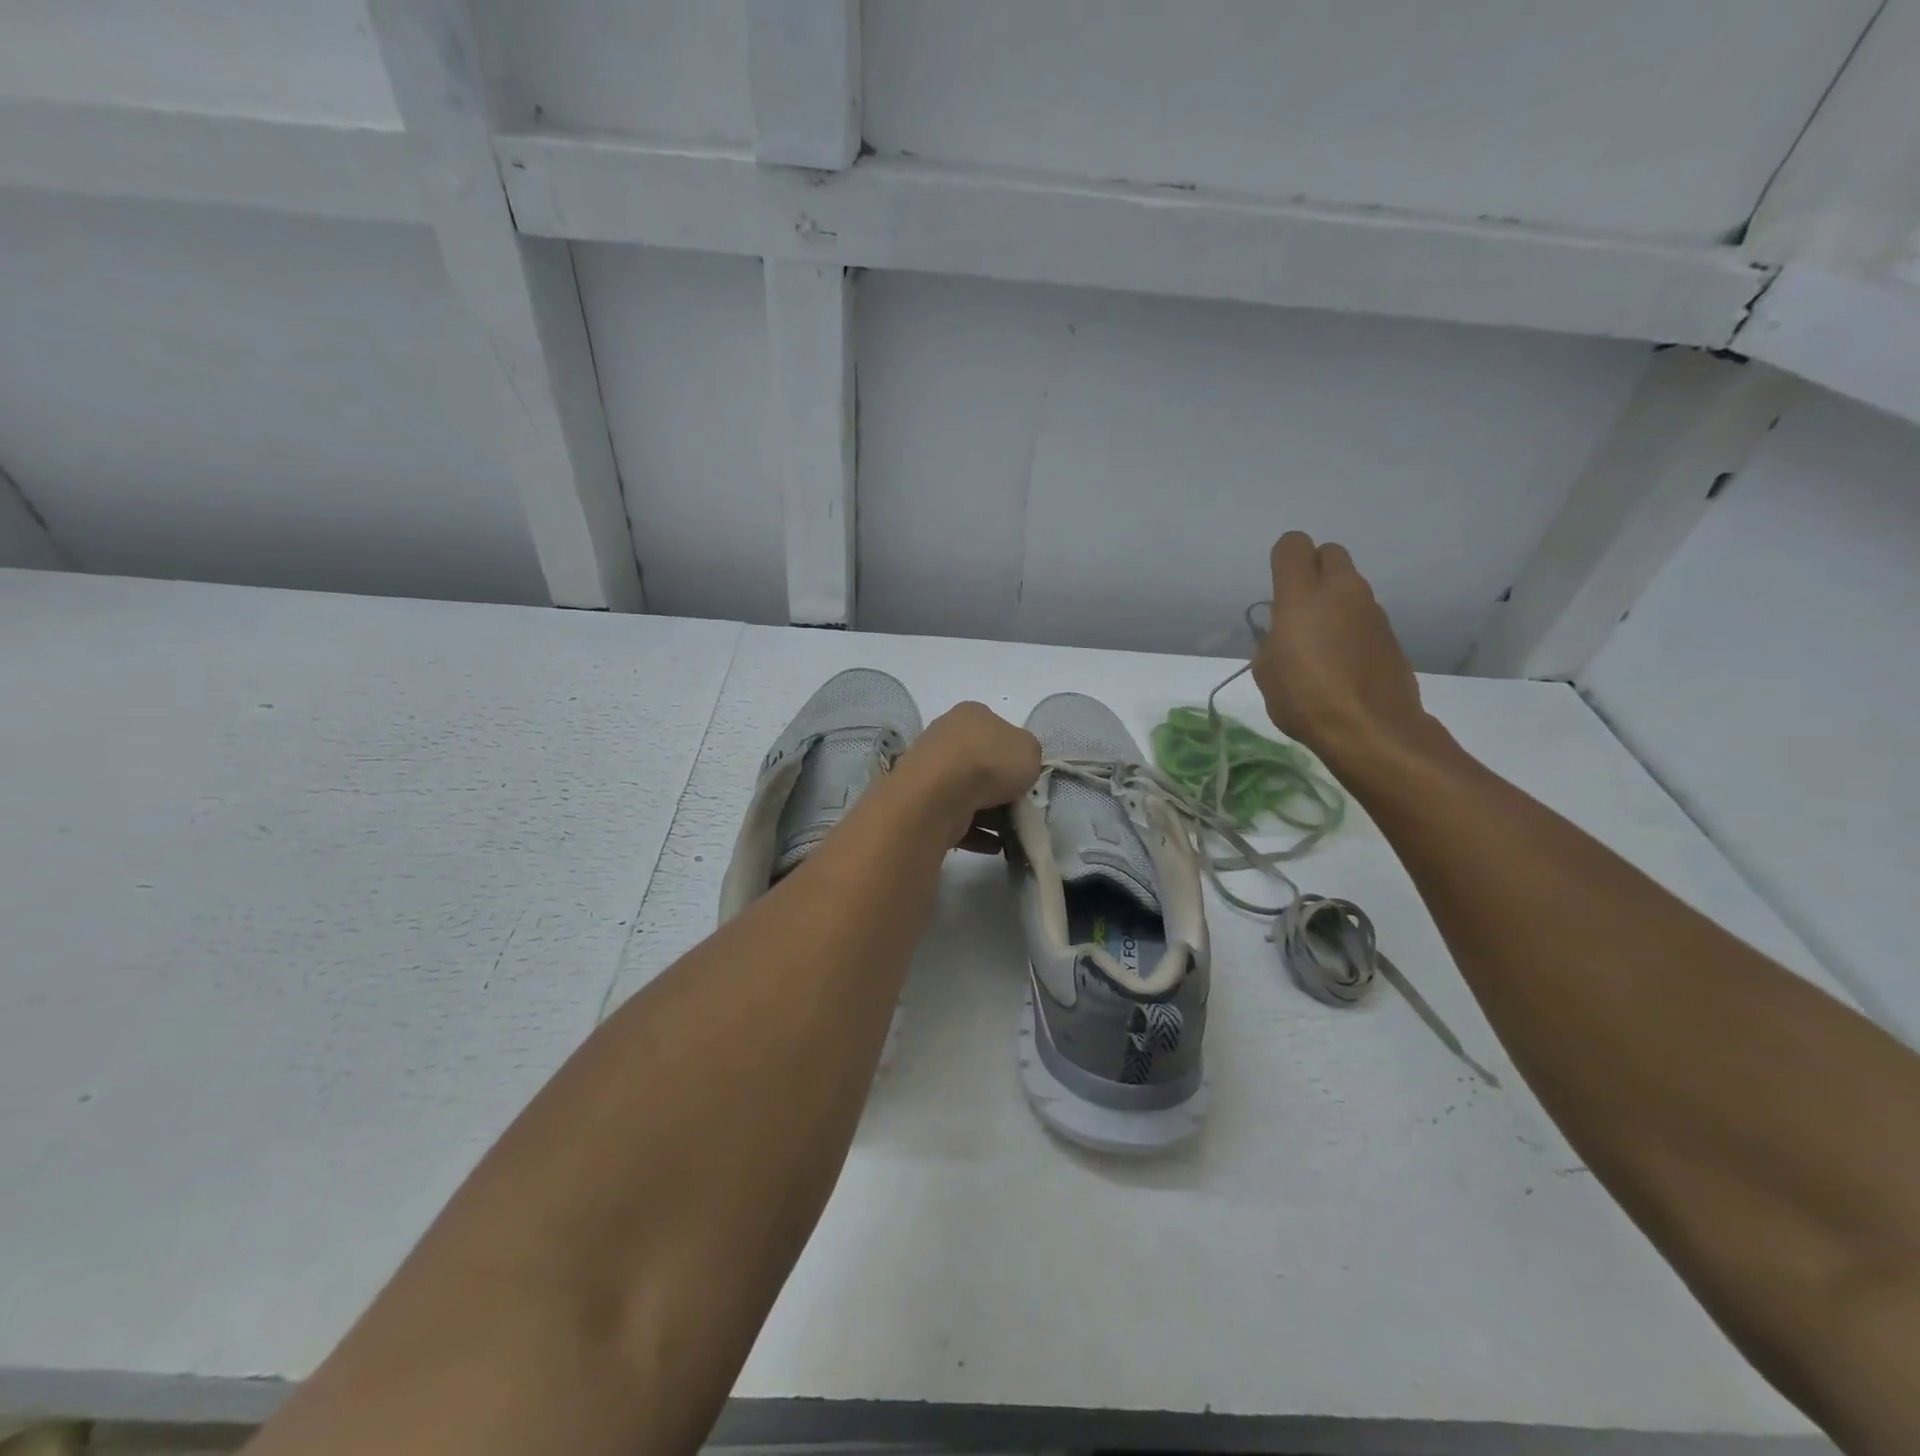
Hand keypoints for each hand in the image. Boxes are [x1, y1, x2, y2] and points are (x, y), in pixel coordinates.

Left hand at [895, 702, 1041, 852]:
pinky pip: (954, 817)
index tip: (1025, 778)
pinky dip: (974, 831)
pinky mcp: (921, 800)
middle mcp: (945, 735)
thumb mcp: (1031, 751)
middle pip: (980, 763)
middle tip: (1018, 807)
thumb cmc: (990, 763)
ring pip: (966, 792)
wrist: (940, 794)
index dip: (1015, 755)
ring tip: (1008, 833)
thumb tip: (1018, 767)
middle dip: (1000, 787)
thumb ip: (1029, 756)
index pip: (998, 731)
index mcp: (971, 714)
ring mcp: (929, 768)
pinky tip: (992, 845)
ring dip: (988, 813)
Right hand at [1252, 532, 1435, 775]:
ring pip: (1350, 584)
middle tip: (1299, 606)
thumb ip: (1270, 642)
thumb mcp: (1266, 672)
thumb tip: (1280, 636)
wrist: (1371, 729)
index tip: (1276, 588)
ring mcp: (1371, 610)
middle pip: (1329, 553)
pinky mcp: (1390, 632)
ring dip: (1334, 599)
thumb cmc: (1305, 699)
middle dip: (1313, 569)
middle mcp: (1341, 590)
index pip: (1293, 546)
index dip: (1282, 560)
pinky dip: (1351, 625)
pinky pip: (1364, 613)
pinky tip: (1342, 660)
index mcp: (1301, 595)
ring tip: (1320, 640)